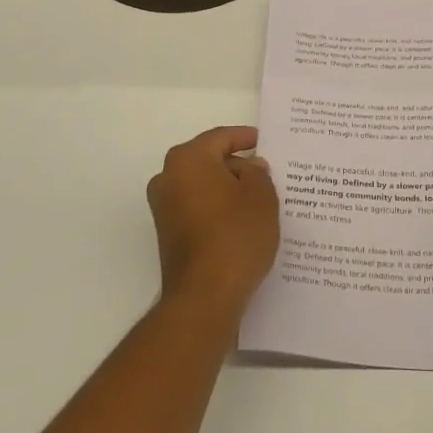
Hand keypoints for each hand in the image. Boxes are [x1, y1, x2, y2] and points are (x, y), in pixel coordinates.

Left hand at [146, 126, 279, 317]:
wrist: (204, 295)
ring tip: (260, 199)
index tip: (265, 141)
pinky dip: (217, 208)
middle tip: (267, 173)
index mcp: (188, 159)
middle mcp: (168, 177)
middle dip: (237, 165)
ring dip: (227, 188)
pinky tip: (242, 221)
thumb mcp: (261, 197)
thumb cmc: (236, 236)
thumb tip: (249, 166)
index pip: (221, 137)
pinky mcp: (168, 232)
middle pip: (208, 160)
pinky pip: (197, 207)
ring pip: (203, 185)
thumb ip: (258, 173)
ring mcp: (164, 206)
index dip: (246, 137)